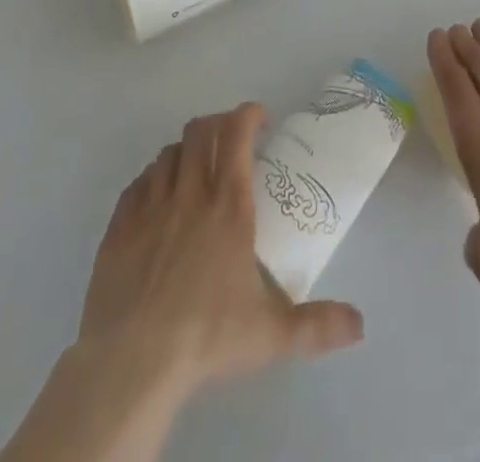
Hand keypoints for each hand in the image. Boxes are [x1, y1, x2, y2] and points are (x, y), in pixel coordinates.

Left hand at [79, 103, 364, 393]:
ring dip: (184, 152)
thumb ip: (318, 325)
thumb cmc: (207, 337)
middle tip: (231, 141)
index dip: (248, 115)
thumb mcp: (271, 334)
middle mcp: (189, 193)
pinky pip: (137, 184)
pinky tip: (158, 199)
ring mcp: (150, 207)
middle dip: (218, 124)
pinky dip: (151, 180)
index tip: (261, 120)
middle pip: (200, 130)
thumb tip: (360, 325)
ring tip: (195, 170)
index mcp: (228, 204)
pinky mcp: (119, 227)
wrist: (131, 364)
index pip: (236, 133)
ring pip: (167, 153)